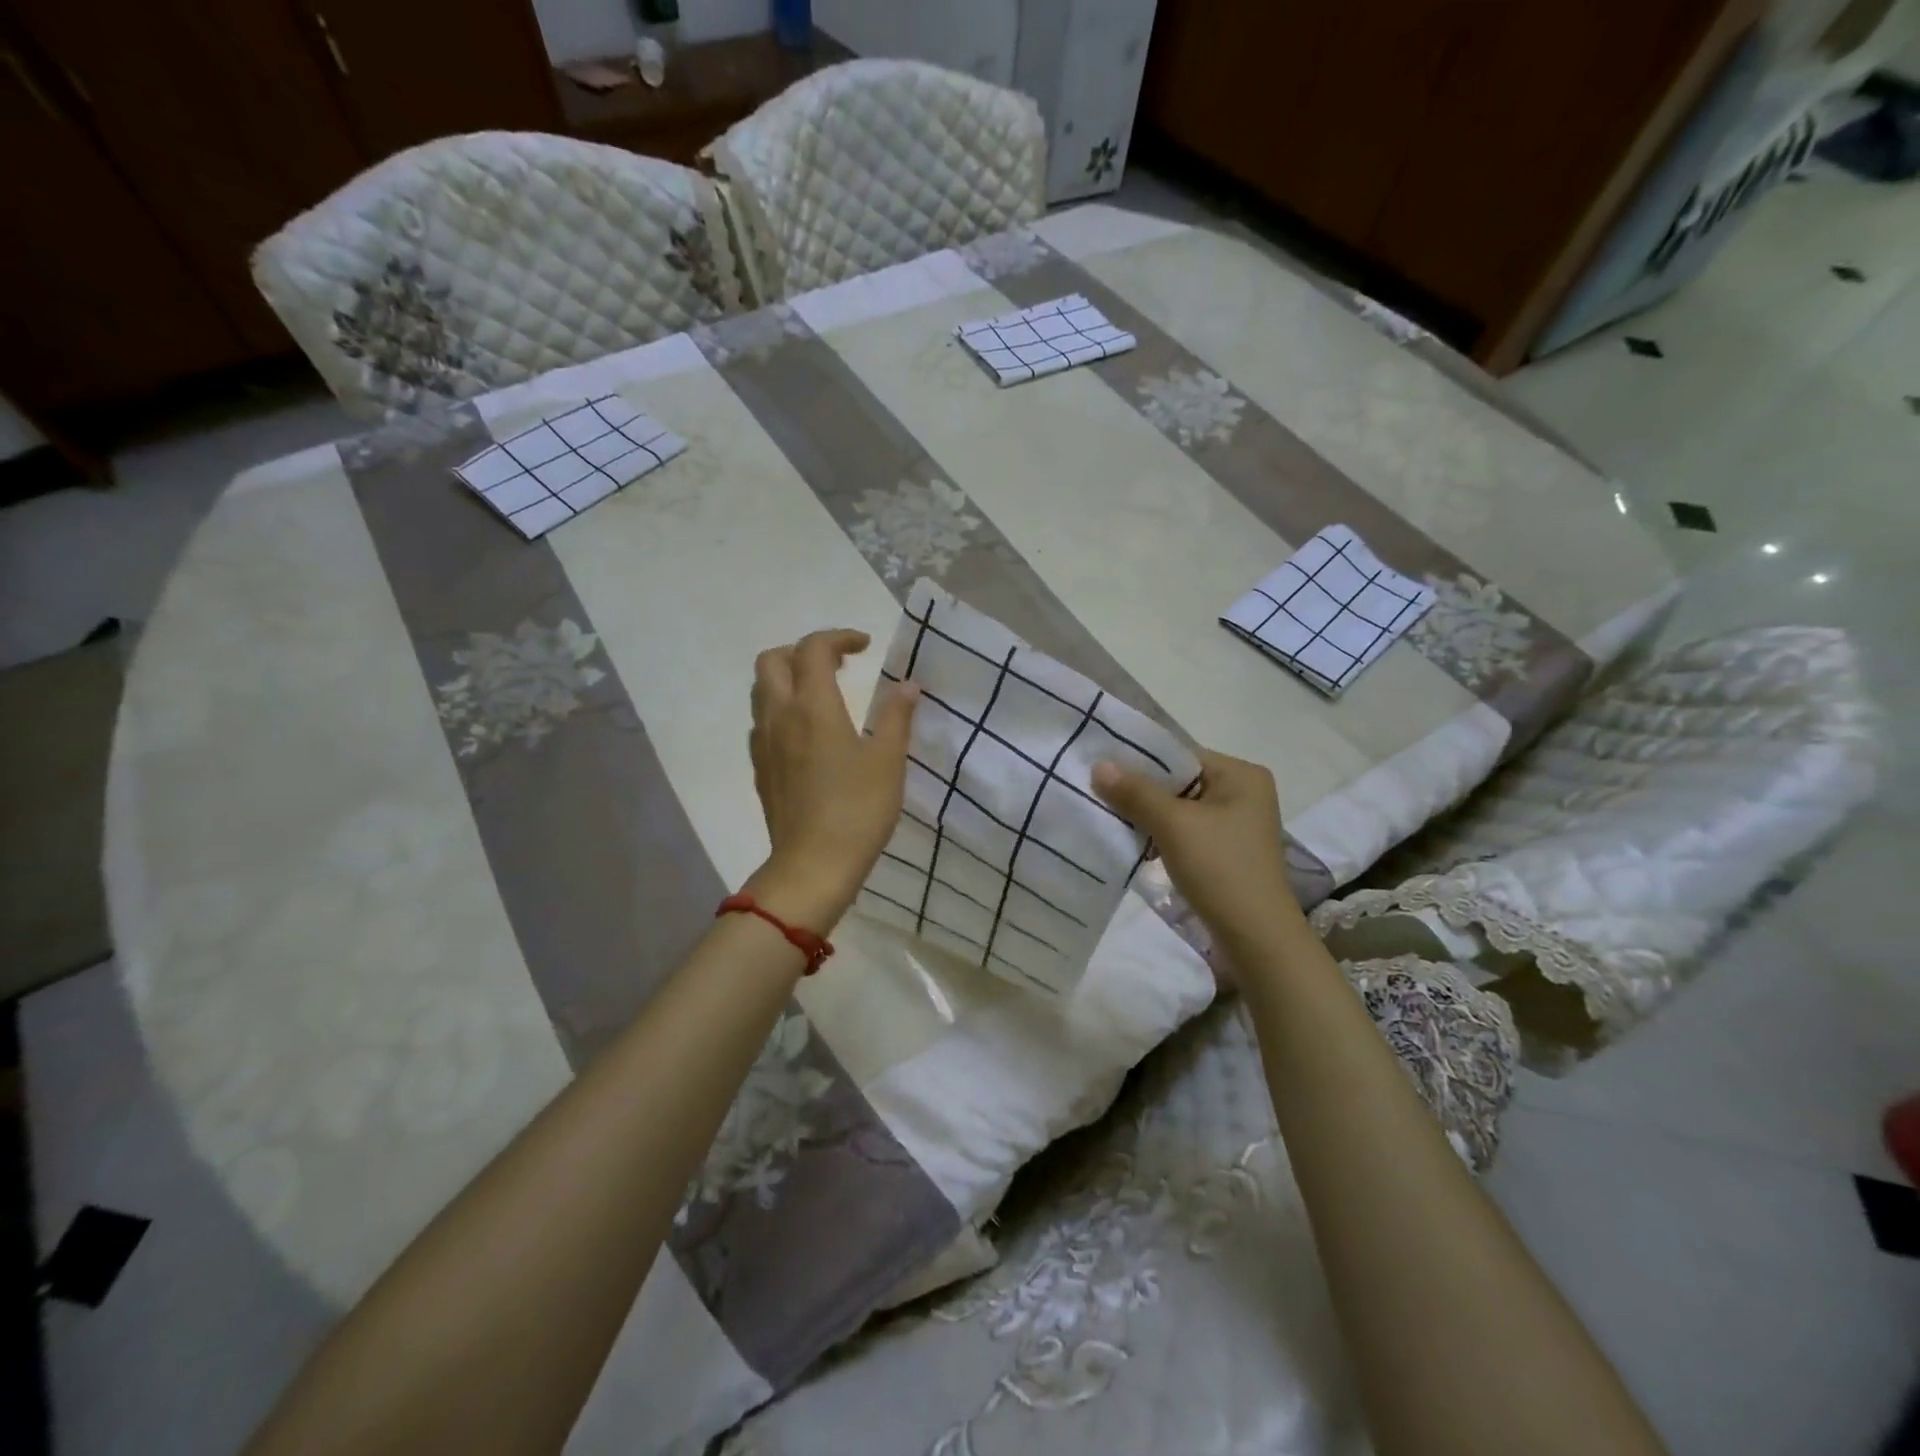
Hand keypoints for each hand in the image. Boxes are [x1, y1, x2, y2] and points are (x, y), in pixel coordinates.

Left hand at [746, 628, 918, 929]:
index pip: (813, 649)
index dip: (839, 637)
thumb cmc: (858, 809)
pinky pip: (762, 721)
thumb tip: (908, 686)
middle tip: (837, 665)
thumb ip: (896, 717)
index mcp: (813, 706)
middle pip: (772, 660)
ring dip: (788, 679)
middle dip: (803, 652)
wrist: (813, 865)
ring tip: (822, 695)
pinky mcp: (760, 768)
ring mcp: (763, 743)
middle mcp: (780, 715)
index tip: (864, 646)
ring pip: (762, 691)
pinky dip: (781, 710)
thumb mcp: (888, 761)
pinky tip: (807, 734)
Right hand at [1092, 749, 1303, 952]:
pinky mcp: (1226, 851)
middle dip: (1140, 790)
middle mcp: (1243, 792)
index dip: (1139, 760)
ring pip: (1179, 808)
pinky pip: (1185, 831)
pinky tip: (1134, 842)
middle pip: (1179, 781)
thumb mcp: (1173, 825)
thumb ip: (1135, 792)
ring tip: (1110, 816)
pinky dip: (1161, 835)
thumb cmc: (1219, 868)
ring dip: (1147, 815)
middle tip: (1098, 792)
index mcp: (1241, 774)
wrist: (1256, 938)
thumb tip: (1098, 764)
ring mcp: (1236, 824)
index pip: (1180, 755)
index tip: (1100, 767)